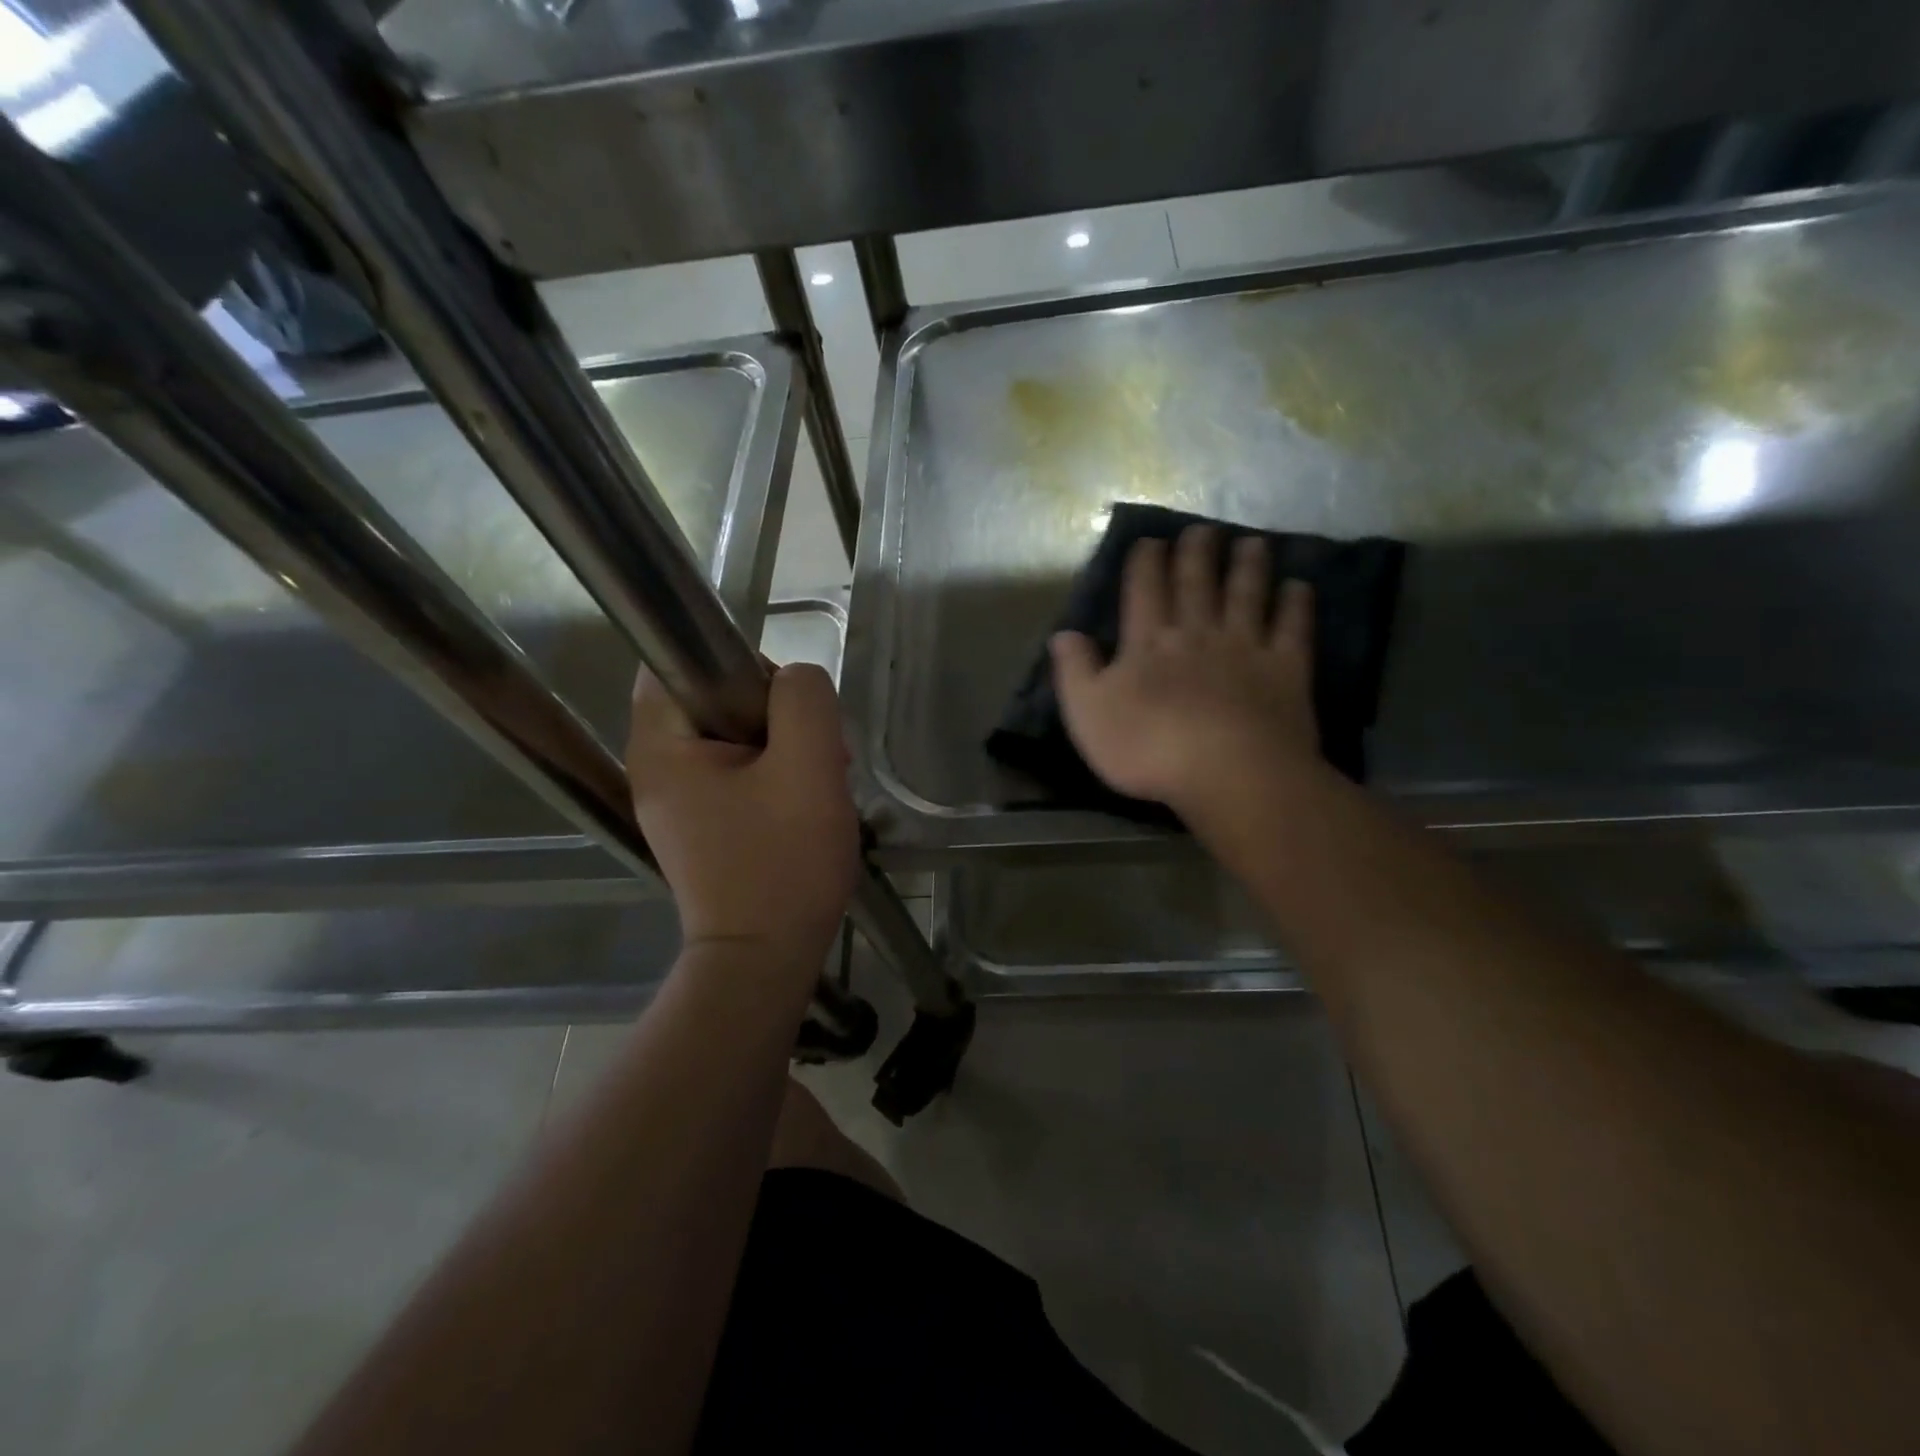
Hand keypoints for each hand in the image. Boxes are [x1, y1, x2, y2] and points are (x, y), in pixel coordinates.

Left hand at [627, 664, 858, 964]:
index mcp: (662, 746)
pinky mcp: (704, 826)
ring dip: (785, 746)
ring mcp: (679, 802)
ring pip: (735, 737)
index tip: (786, 703)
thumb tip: (796, 680)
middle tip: (820, 751)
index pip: (677, 660)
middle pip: (713, 699)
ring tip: (824, 781)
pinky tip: (808, 804)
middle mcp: (657, 769)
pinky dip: (777, 776)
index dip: (739, 663)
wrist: (765, 961)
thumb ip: (804, 702)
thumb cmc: (783, 863)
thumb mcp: (808, 768)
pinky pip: (740, 774)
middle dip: (775, 713)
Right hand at [1051, 525, 1323, 815]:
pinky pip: (1292, 628)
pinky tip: (1298, 587)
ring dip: (1248, 566)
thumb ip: (1075, 671)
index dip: (1146, 562)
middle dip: (1197, 552)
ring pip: (1246, 594)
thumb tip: (1064, 634)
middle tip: (1202, 530)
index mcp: (1148, 642)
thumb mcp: (1089, 715)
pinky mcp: (1285, 669)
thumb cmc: (1149, 748)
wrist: (1228, 773)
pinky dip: (1296, 604)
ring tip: (1252, 542)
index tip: (1150, 541)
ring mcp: (1245, 647)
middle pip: (1196, 582)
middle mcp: (1197, 632)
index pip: (1144, 590)